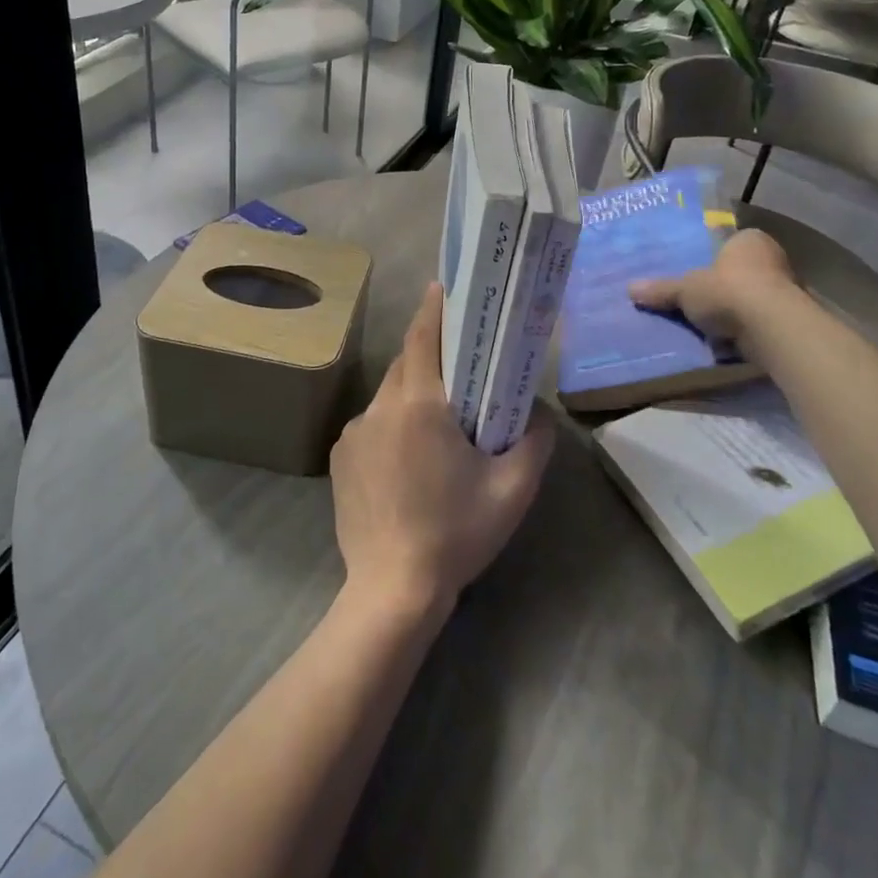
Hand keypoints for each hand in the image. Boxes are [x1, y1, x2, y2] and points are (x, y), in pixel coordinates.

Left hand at [330, 282, 555, 618]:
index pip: (423, 338)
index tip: (442, 286)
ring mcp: (354, 433)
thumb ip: (535, 440)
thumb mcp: (513, 489)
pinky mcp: (340, 458)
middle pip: (406, 364)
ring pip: (388, 395)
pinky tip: (408, 461)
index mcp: (420, 405)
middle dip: (430, 353)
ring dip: (412, 394)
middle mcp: (380, 407)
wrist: (392, 590)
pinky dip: (392, 425)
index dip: (433, 308)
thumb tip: (537, 411)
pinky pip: (372, 426)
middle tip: (458, 359)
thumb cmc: (457, 533)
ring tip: (438, 421)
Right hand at [628, 227, 795, 339]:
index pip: (730, 243)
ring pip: (751, 299)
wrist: (771, 329)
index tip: (694, 272)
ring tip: (705, 324)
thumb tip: (630, 289)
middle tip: (696, 299)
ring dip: (733, 311)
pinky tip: (724, 342)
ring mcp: (786, 291)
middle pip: (740, 271)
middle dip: (721, 286)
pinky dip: (744, 331)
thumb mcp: (685, 289)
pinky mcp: (789, 322)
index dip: (711, 258)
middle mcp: (773, 259)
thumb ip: (662, 289)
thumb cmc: (728, 291)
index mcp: (750, 240)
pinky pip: (758, 323)